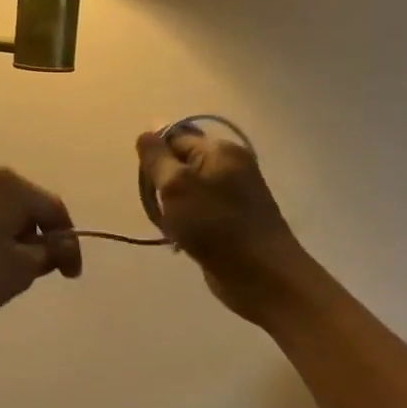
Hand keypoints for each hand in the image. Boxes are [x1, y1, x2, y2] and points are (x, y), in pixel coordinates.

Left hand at [0, 168, 82, 317]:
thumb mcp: (15, 271)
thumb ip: (46, 256)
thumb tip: (60, 244)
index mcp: (11, 187)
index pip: (55, 211)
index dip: (69, 245)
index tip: (70, 277)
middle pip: (25, 209)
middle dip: (36, 242)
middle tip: (35, 276)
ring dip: (8, 243)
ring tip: (2, 276)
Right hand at [136, 128, 305, 317]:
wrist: (260, 275)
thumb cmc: (215, 226)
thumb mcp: (177, 186)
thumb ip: (157, 158)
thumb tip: (146, 133)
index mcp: (220, 150)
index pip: (175, 137)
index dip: (155, 158)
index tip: (148, 185)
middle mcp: (230, 166)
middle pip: (181, 164)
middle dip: (162, 185)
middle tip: (160, 209)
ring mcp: (233, 194)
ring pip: (187, 191)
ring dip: (172, 208)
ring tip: (171, 228)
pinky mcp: (232, 220)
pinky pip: (198, 212)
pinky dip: (185, 223)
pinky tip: (182, 239)